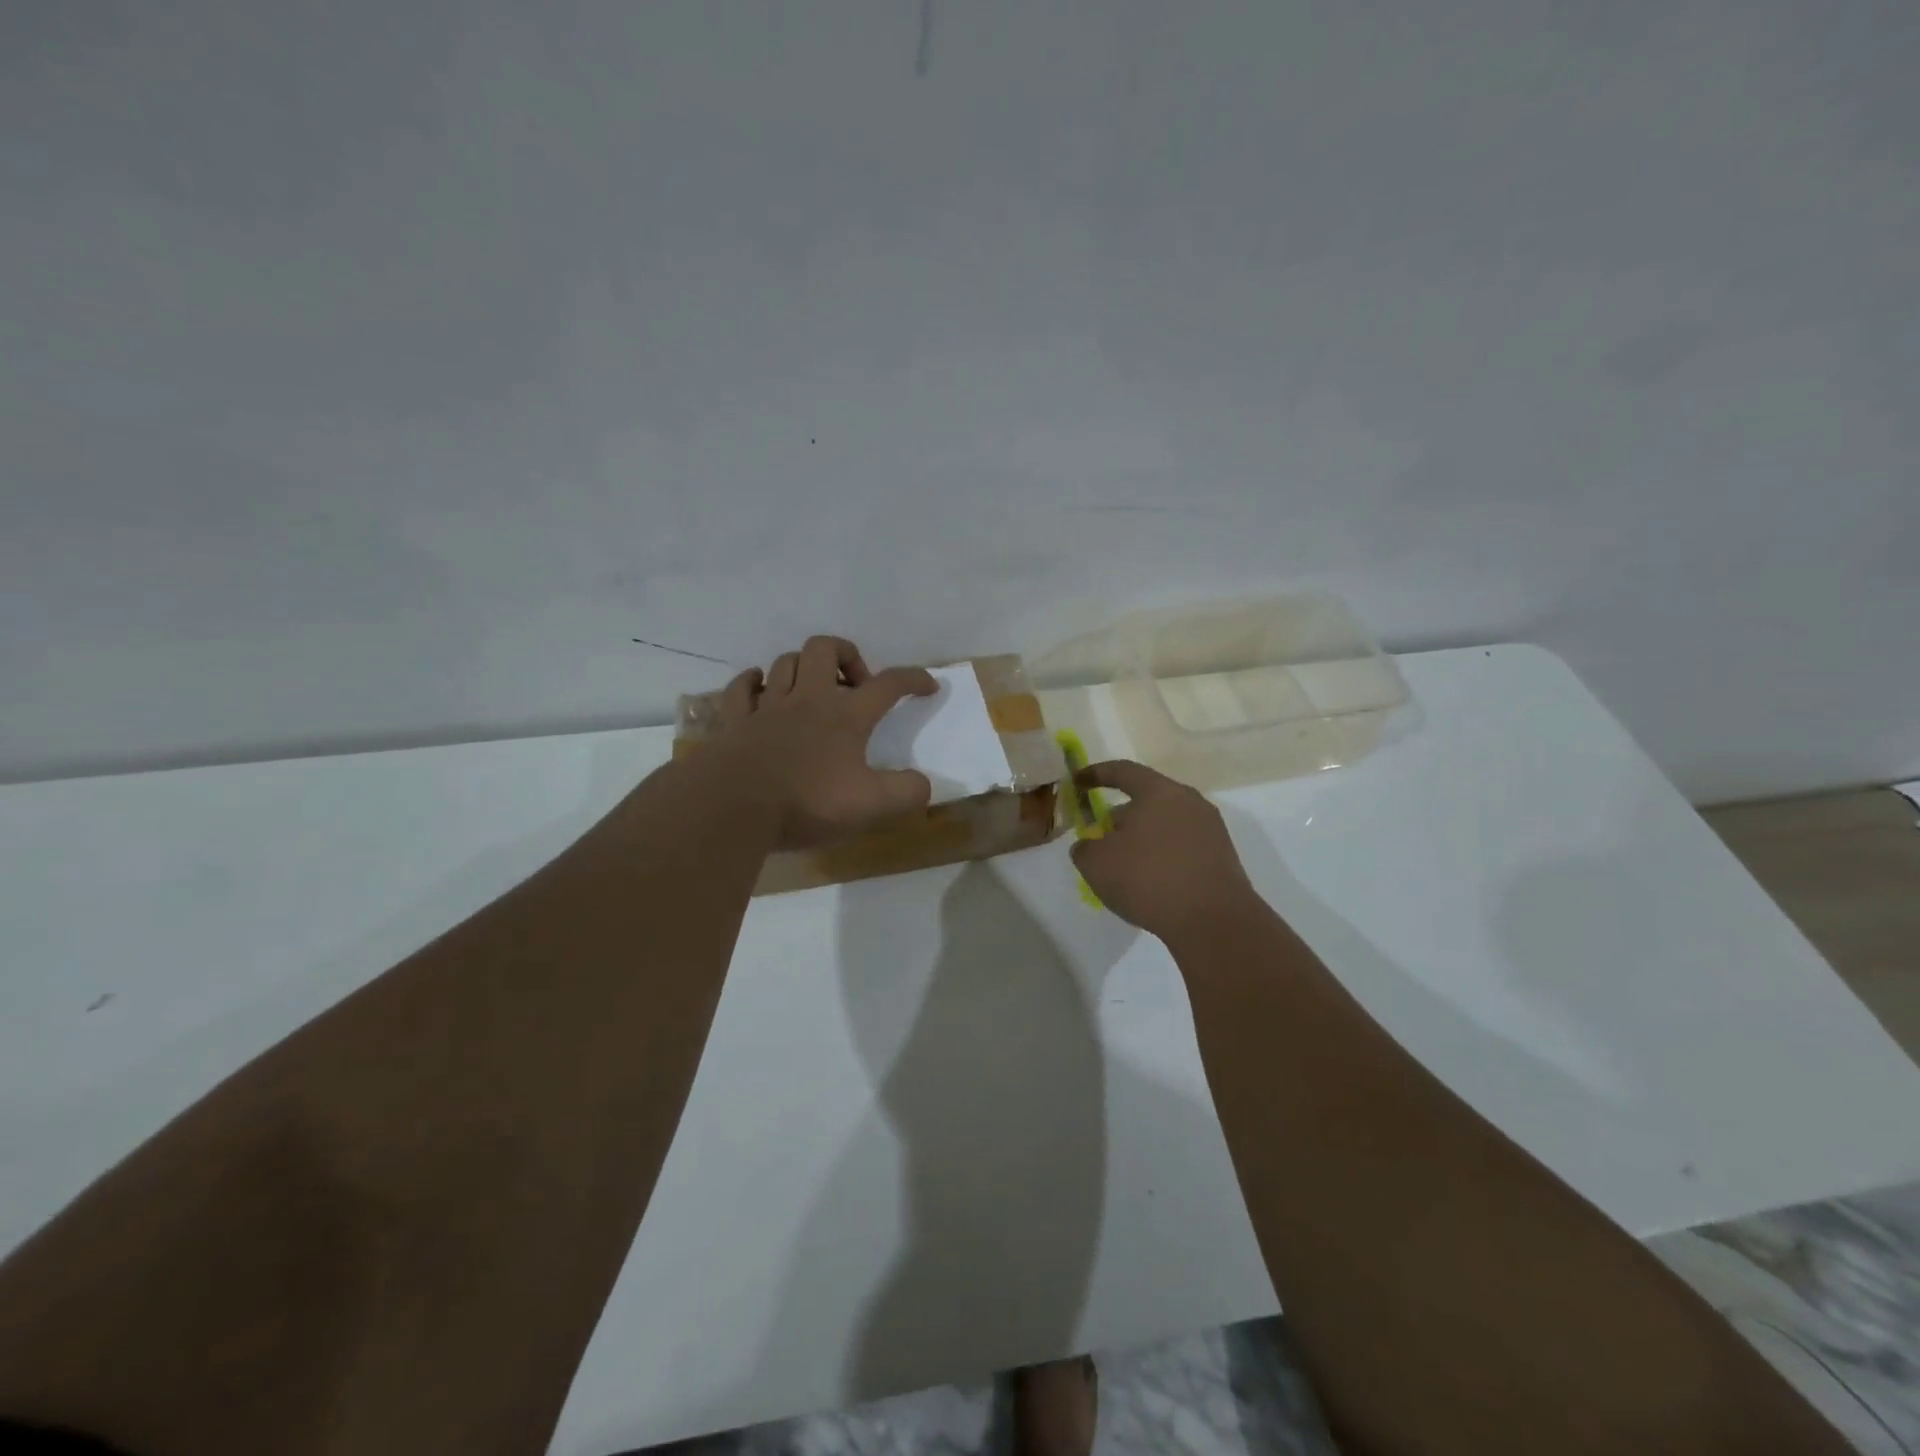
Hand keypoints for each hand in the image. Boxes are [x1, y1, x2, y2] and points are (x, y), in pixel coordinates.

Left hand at [712, 636, 938, 847]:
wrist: (733, 806)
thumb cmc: (807, 802)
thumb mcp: (871, 806)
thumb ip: (906, 793)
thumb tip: (924, 784)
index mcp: (846, 716)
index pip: (888, 684)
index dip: (913, 679)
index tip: (928, 685)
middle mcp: (807, 699)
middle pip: (825, 649)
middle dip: (846, 655)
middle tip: (854, 686)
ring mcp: (767, 706)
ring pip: (785, 662)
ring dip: (803, 668)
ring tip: (812, 691)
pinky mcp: (735, 721)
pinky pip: (742, 687)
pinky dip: (753, 682)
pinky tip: (759, 689)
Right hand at [1071, 760, 1260, 941]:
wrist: (1213, 921)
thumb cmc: (1148, 879)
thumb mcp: (1096, 863)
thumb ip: (1085, 847)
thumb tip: (1091, 845)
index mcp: (1159, 791)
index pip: (1122, 771)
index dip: (1095, 774)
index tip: (1076, 782)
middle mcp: (1189, 801)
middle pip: (1146, 799)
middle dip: (1119, 817)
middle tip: (1100, 839)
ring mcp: (1210, 829)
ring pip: (1164, 825)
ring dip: (1141, 839)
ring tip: (1124, 867)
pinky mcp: (1222, 857)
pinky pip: (1181, 847)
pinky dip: (1161, 857)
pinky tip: (1151, 883)